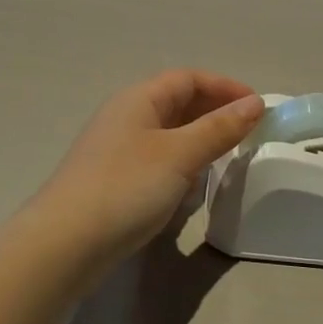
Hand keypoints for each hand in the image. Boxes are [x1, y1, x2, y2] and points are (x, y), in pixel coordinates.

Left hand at [30, 70, 263, 266]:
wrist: (64, 245)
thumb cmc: (126, 188)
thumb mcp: (179, 155)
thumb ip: (219, 129)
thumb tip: (256, 104)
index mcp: (139, 100)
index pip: (188, 78)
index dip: (225, 87)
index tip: (258, 107)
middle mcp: (126, 117)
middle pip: (177, 102)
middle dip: (215, 112)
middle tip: (248, 132)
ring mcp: (117, 150)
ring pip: (168, 133)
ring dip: (200, 139)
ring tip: (228, 157)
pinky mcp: (114, 180)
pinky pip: (157, 159)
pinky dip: (182, 164)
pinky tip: (193, 186)